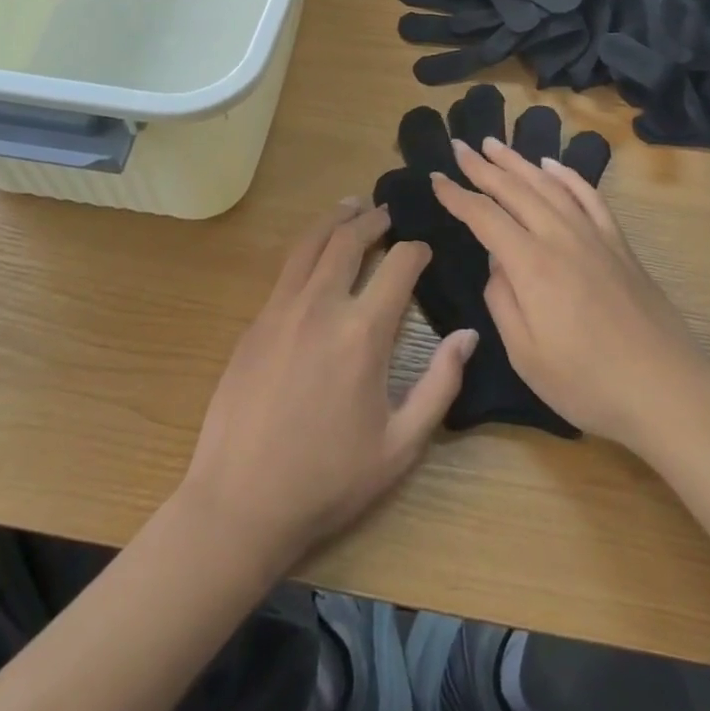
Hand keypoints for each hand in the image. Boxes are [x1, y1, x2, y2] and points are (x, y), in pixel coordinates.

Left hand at [178, 201, 477, 568]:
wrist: (240, 502)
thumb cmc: (328, 480)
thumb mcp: (400, 446)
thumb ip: (440, 385)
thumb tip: (468, 335)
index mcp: (363, 333)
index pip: (399, 265)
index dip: (417, 250)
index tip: (425, 250)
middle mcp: (322, 306)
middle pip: (349, 240)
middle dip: (373, 220)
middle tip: (386, 214)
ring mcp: (282, 309)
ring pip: (311, 244)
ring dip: (335, 220)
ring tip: (350, 208)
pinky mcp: (256, 322)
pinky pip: (287, 270)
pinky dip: (308, 248)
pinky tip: (315, 255)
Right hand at [431, 139, 709, 456]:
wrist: (666, 389)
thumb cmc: (588, 383)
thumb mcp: (527, 356)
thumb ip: (502, 302)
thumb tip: (496, 264)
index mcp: (532, 265)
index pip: (485, 217)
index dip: (457, 196)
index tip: (436, 178)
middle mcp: (561, 237)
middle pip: (515, 190)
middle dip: (483, 166)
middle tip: (460, 146)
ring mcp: (594, 236)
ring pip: (549, 185)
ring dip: (519, 161)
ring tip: (496, 144)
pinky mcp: (619, 244)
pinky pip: (589, 196)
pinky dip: (567, 175)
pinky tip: (553, 165)